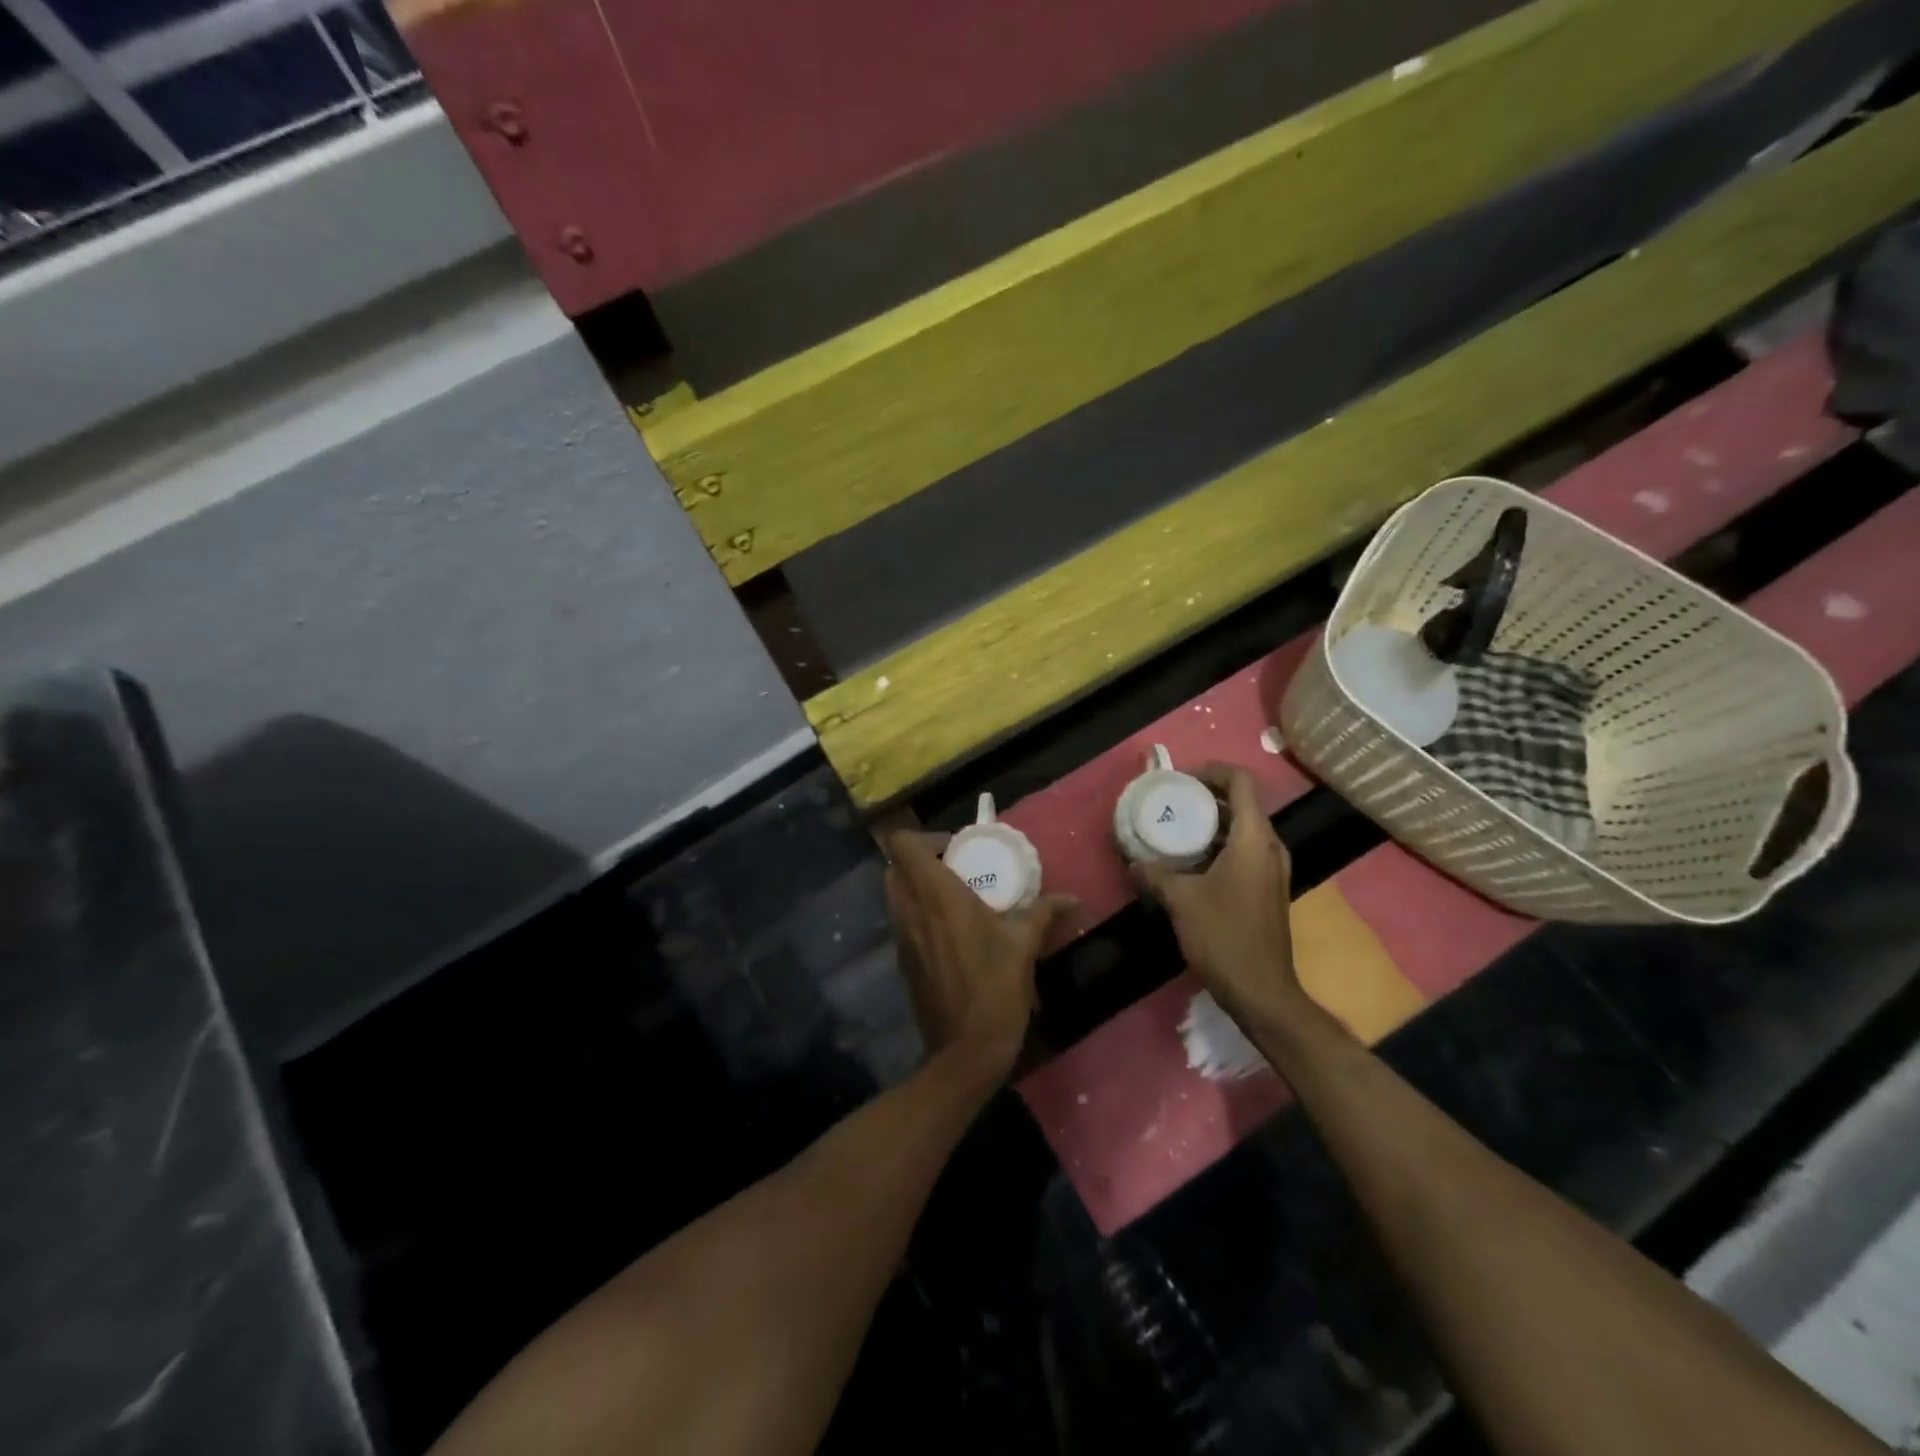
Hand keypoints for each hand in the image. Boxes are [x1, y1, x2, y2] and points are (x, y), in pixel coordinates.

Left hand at [886, 830, 1073, 1074]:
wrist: (964, 1052)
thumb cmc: (995, 989)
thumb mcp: (1024, 946)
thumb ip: (1044, 913)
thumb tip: (1071, 898)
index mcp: (935, 895)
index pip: (903, 844)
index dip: (925, 838)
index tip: (957, 850)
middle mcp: (910, 910)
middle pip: (895, 867)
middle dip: (920, 861)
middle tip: (957, 870)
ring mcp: (901, 938)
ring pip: (895, 896)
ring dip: (918, 888)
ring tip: (956, 900)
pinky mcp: (903, 962)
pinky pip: (903, 923)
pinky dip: (919, 916)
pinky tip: (952, 934)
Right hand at [1131, 765, 1300, 1027]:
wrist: (1261, 990)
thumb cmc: (1224, 936)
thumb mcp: (1181, 901)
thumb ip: (1155, 874)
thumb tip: (1133, 861)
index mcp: (1254, 839)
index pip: (1242, 782)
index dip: (1213, 771)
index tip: (1182, 779)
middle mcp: (1271, 847)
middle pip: (1243, 802)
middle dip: (1207, 796)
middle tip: (1172, 800)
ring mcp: (1273, 869)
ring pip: (1244, 828)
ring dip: (1212, 822)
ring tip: (1176, 827)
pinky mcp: (1268, 888)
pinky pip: (1245, 850)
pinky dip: (1219, 844)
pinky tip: (1191, 861)